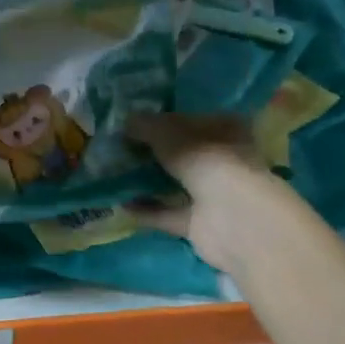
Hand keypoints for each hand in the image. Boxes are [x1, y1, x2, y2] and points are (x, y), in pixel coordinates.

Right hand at [126, 112, 279, 271]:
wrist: (231, 218)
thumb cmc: (207, 161)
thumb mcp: (169, 134)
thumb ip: (146, 126)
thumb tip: (125, 121)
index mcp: (227, 130)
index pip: (193, 120)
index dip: (165, 120)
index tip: (134, 122)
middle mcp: (223, 160)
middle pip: (183, 153)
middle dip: (154, 152)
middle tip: (119, 147)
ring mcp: (213, 194)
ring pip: (175, 184)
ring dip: (147, 181)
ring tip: (113, 174)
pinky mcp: (199, 224)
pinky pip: (166, 214)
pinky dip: (145, 210)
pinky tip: (118, 204)